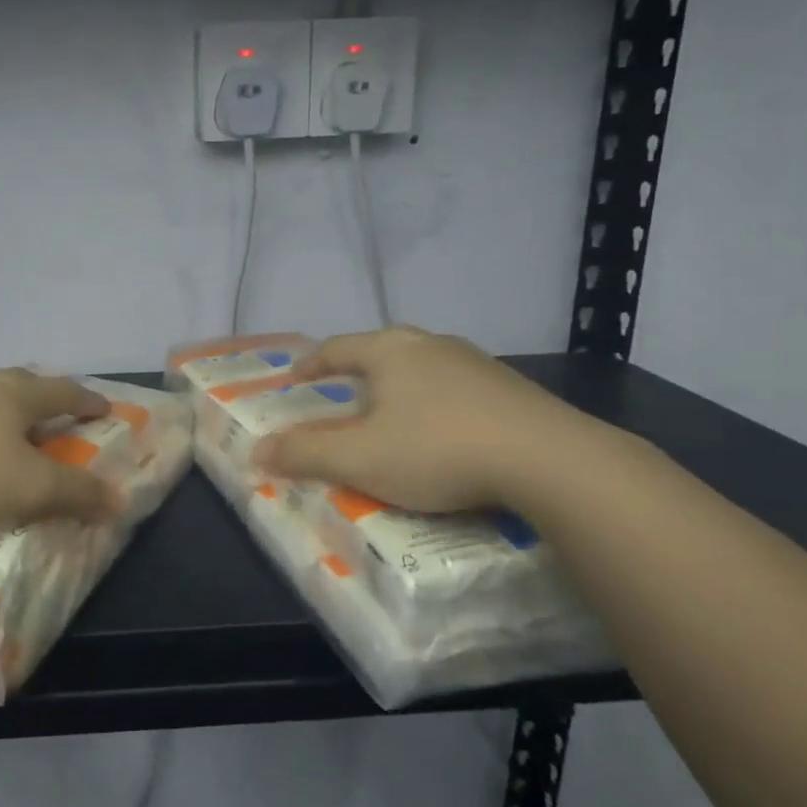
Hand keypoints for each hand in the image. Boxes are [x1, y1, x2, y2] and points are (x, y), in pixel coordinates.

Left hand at [0, 368, 123, 534]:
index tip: (104, 408)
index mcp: (13, 397)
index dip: (86, 401)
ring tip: (3, 424)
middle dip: (42, 394)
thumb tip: (120, 499)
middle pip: (19, 381)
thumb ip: (76, 494)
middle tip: (54, 408)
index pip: (62, 393)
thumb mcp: (28, 491)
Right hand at [254, 326, 584, 511]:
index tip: (295, 378)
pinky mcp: (511, 388)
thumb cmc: (438, 450)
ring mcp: (476, 363)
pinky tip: (444, 432)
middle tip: (343, 394)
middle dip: (358, 370)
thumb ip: (305, 453)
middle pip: (382, 350)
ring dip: (401, 385)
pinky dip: (437, 403)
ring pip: (423, 367)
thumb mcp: (359, 459)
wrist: (550, 461)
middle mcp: (430, 345)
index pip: (336, 348)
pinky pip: (457, 388)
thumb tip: (256, 452)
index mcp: (389, 350)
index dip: (311, 363)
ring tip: (392, 414)